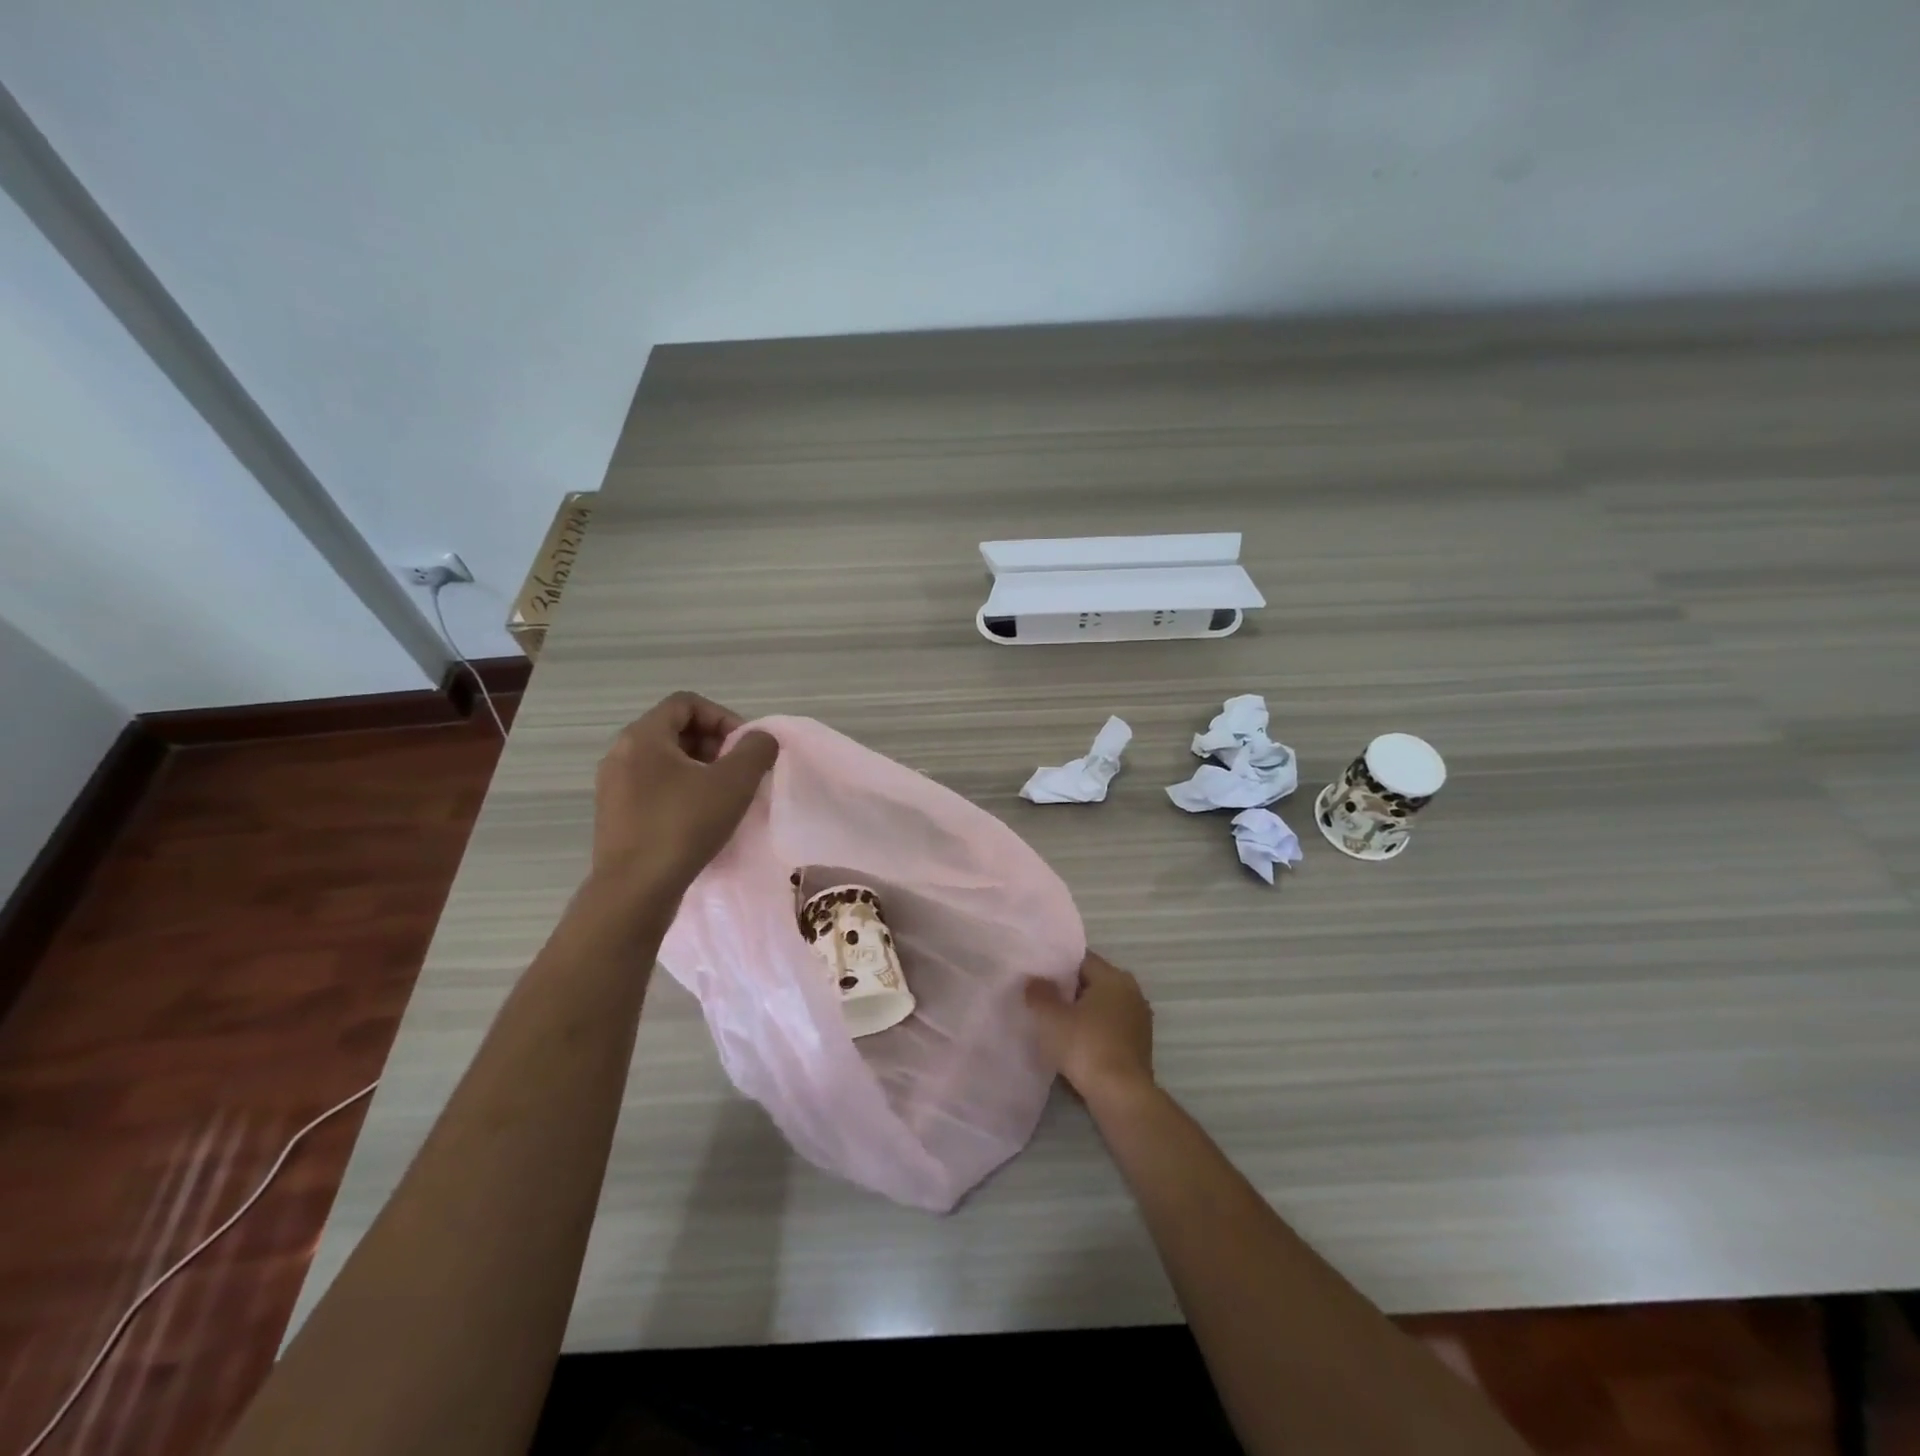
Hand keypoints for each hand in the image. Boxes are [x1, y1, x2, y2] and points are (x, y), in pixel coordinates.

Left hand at [592, 692, 778, 894]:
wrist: (635, 891)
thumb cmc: (684, 826)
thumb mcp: (734, 782)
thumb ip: (756, 750)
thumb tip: (761, 739)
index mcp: (643, 736)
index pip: (686, 703)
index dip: (723, 717)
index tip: (744, 747)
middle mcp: (621, 754)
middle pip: (675, 731)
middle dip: (714, 745)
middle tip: (739, 772)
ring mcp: (613, 787)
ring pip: (665, 762)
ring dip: (700, 771)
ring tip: (725, 798)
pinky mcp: (615, 816)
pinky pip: (653, 789)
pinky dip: (681, 793)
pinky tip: (701, 820)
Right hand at [1025, 951, 1155, 1104]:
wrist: (1121, 1095)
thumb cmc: (1085, 1046)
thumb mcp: (1051, 1017)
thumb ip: (1039, 993)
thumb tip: (1034, 980)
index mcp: (1114, 977)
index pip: (1081, 959)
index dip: (1057, 965)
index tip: (1037, 975)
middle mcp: (1131, 992)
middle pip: (1092, 982)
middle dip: (1068, 989)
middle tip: (1041, 998)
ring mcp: (1138, 1019)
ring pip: (1101, 1006)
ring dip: (1081, 1011)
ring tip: (1054, 1021)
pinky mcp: (1139, 1044)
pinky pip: (1109, 1027)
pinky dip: (1093, 1030)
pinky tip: (1073, 1043)